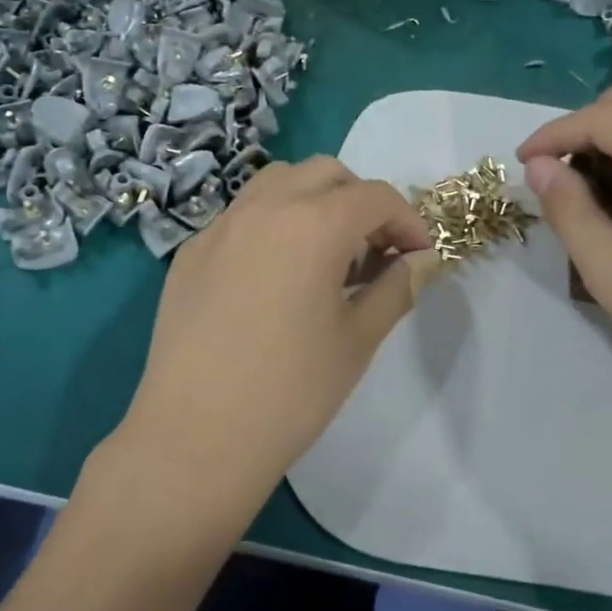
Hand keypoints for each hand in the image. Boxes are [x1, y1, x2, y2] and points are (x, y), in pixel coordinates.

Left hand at [116, 157, 436, 510]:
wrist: (196, 437)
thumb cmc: (291, 392)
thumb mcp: (358, 339)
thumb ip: (397, 287)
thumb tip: (421, 261)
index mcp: (313, 224)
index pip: (376, 197)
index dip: (408, 221)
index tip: (419, 256)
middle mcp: (264, 208)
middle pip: (326, 173)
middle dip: (360, 201)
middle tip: (373, 252)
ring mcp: (220, 226)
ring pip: (277, 182)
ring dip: (313, 201)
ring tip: (323, 255)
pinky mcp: (191, 252)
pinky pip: (241, 215)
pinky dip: (271, 224)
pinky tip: (273, 277)